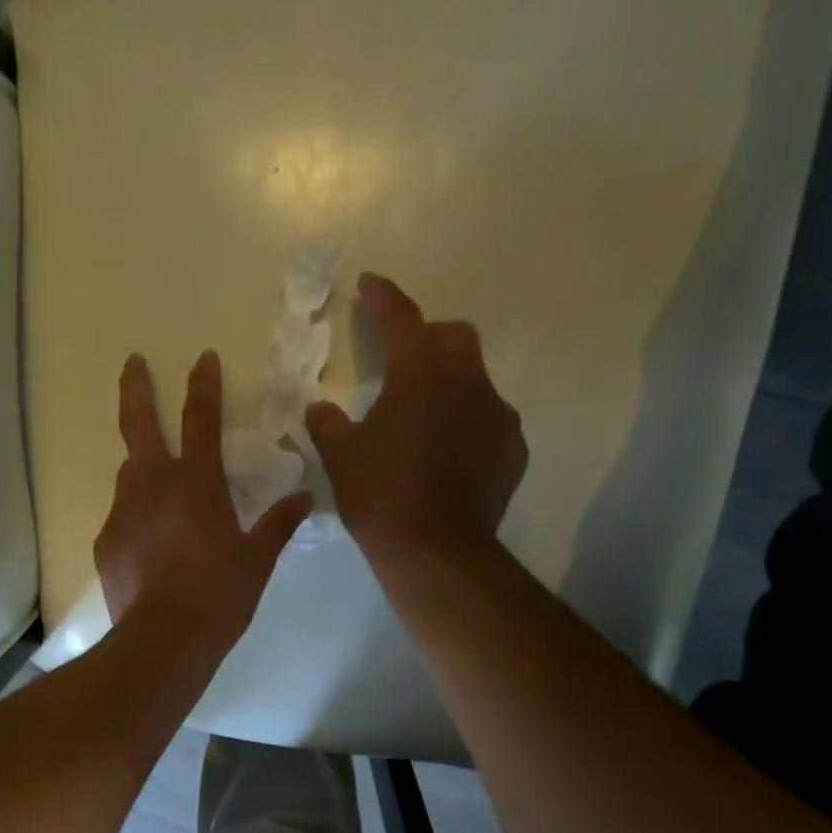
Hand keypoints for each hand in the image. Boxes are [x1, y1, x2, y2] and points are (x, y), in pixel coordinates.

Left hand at [95, 350, 311, 648]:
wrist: (165, 640)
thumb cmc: (219, 596)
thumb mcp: (257, 560)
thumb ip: (278, 524)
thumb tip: (304, 498)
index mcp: (196, 483)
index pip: (201, 419)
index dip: (204, 385)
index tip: (203, 357)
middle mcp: (153, 486)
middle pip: (139, 424)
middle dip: (137, 388)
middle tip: (133, 362)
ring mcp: (123, 513)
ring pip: (129, 474)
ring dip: (141, 465)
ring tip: (155, 480)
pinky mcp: (106, 542)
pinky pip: (123, 518)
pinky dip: (137, 517)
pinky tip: (148, 542)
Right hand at [305, 274, 526, 563]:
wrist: (436, 549)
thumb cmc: (381, 494)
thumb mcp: (340, 457)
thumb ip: (327, 424)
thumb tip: (319, 408)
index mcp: (421, 370)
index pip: (401, 317)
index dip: (382, 297)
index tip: (369, 283)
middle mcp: (467, 380)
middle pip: (452, 337)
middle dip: (426, 337)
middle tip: (400, 359)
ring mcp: (497, 414)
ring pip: (474, 379)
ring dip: (449, 383)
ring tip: (424, 414)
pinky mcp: (512, 449)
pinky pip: (488, 420)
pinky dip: (467, 422)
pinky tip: (449, 451)